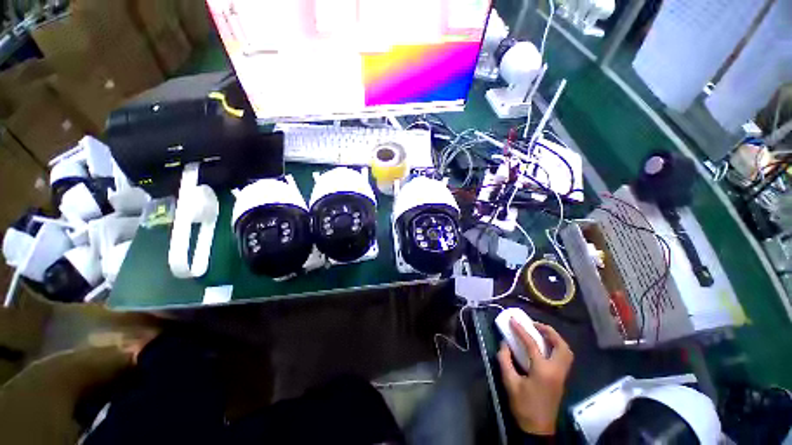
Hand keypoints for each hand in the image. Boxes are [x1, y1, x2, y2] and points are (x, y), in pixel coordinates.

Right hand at [497, 320, 573, 435]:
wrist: (537, 429)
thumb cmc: (523, 406)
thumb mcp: (509, 382)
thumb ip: (505, 360)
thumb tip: (504, 343)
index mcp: (543, 371)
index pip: (532, 344)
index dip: (521, 330)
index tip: (513, 320)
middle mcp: (556, 371)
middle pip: (560, 345)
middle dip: (548, 331)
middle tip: (534, 325)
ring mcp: (562, 376)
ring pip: (566, 352)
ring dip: (555, 338)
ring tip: (541, 333)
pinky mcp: (561, 379)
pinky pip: (564, 357)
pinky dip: (557, 347)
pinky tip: (544, 347)